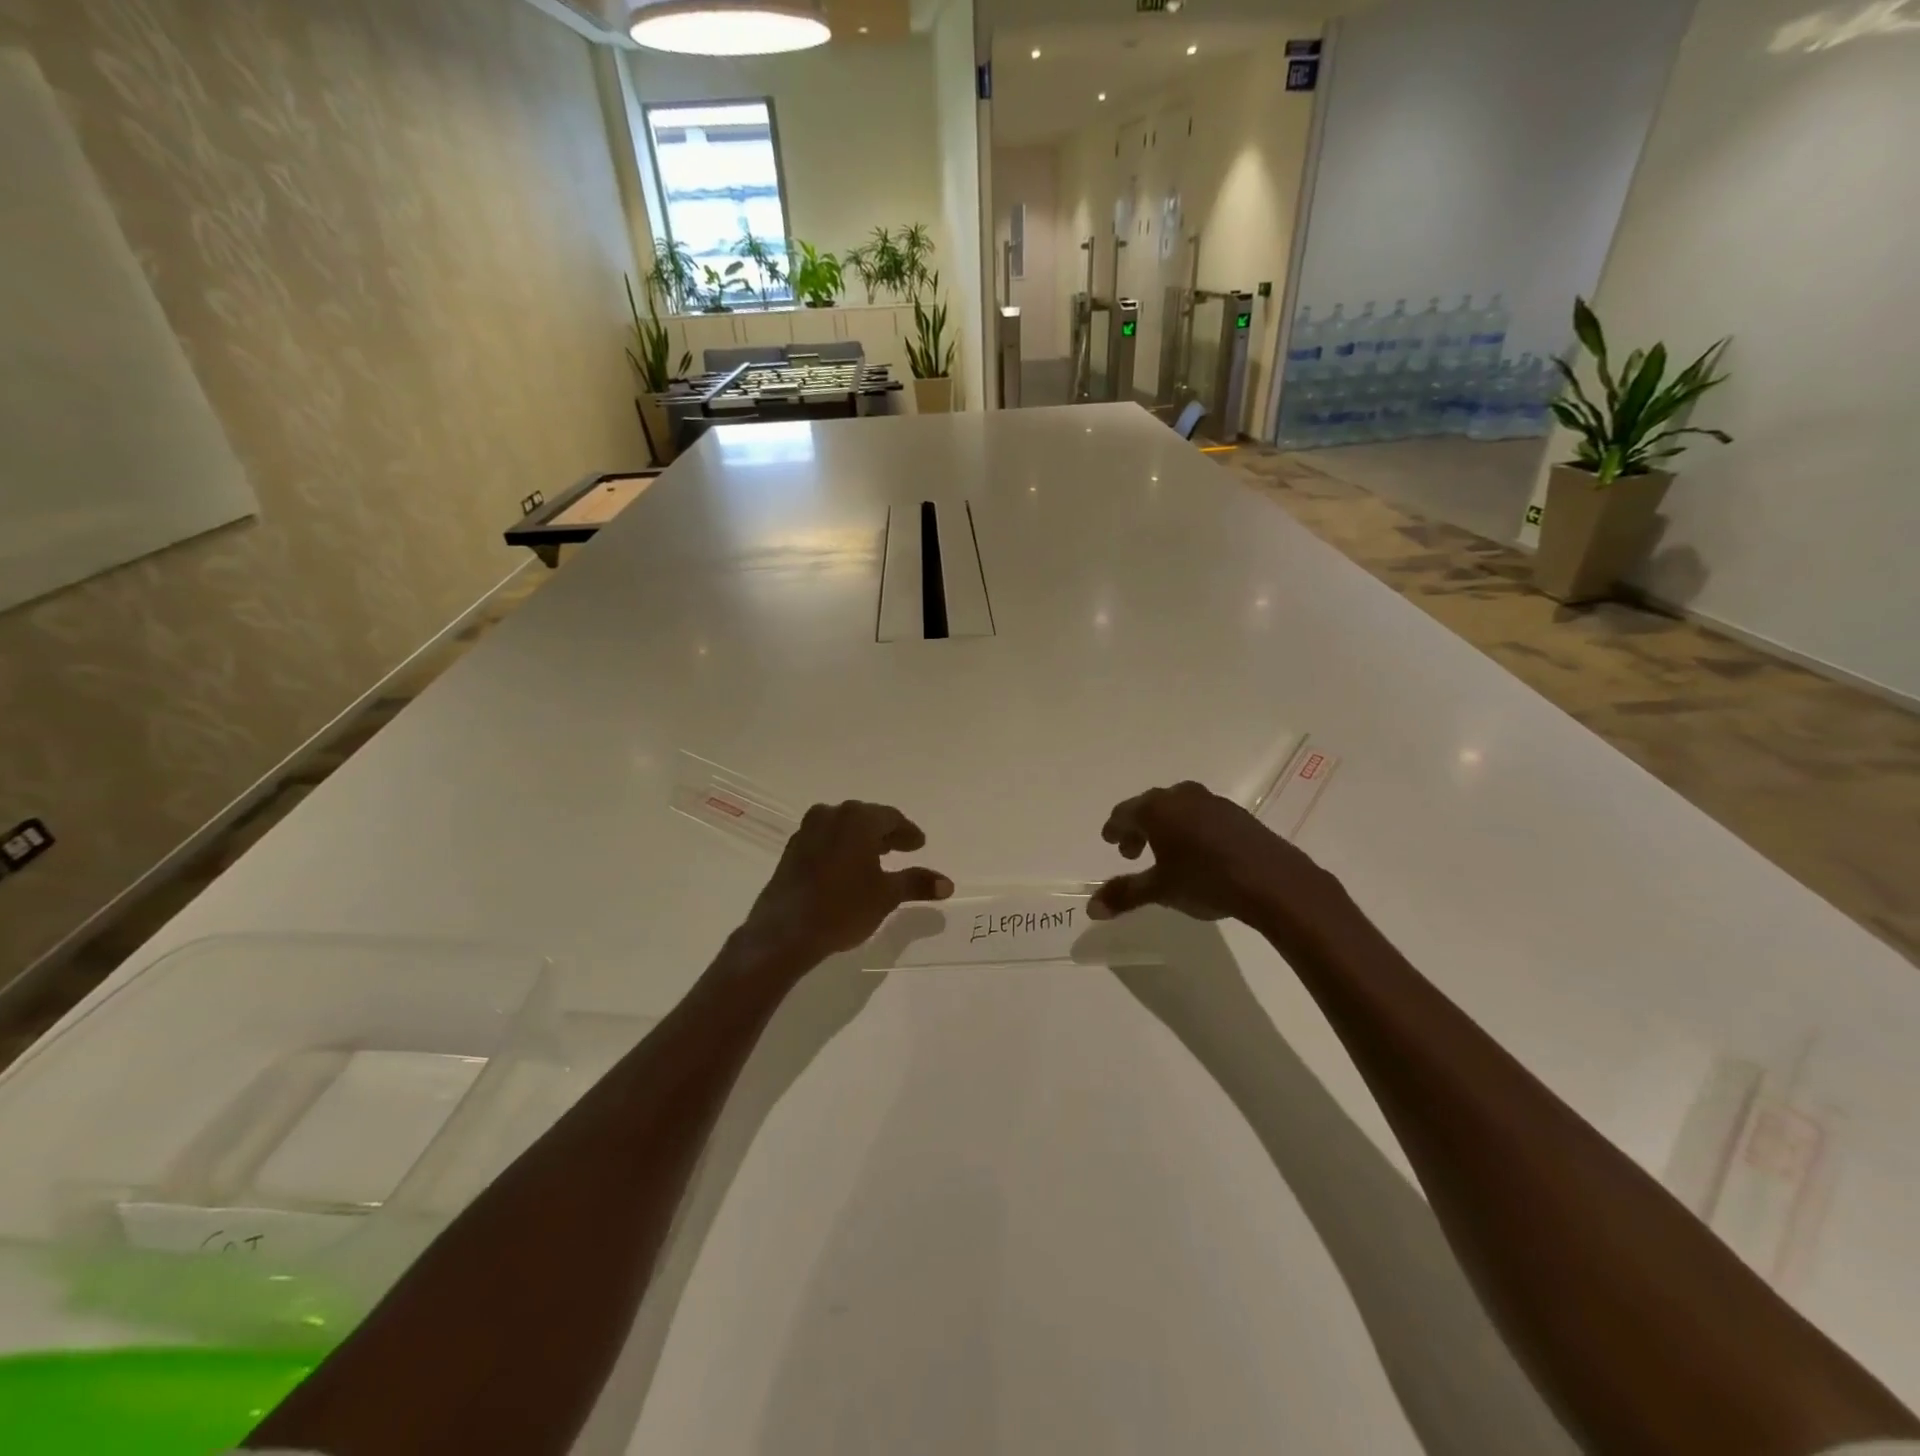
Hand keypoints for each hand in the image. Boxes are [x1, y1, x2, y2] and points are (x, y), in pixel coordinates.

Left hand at [741, 801, 953, 966]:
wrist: (784, 932)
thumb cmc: (842, 907)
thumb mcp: (886, 896)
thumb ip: (916, 883)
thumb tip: (947, 884)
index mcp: (857, 819)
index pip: (891, 818)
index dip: (908, 833)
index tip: (919, 845)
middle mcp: (831, 815)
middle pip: (866, 819)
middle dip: (886, 834)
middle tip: (903, 849)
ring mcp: (808, 830)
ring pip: (844, 829)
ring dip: (862, 841)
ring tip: (877, 860)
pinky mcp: (792, 849)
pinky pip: (825, 840)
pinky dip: (842, 849)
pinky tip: (848, 869)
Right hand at [1088, 781, 1315, 926]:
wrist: (1273, 881)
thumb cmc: (1206, 880)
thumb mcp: (1160, 890)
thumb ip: (1125, 894)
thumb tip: (1091, 908)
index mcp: (1156, 809)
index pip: (1124, 813)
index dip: (1115, 829)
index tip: (1111, 842)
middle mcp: (1182, 796)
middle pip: (1150, 807)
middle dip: (1138, 829)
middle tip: (1133, 853)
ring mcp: (1212, 802)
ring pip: (1178, 809)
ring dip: (1165, 828)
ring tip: (1166, 854)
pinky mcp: (1237, 814)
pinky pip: (1202, 815)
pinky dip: (1190, 829)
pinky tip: (1198, 853)